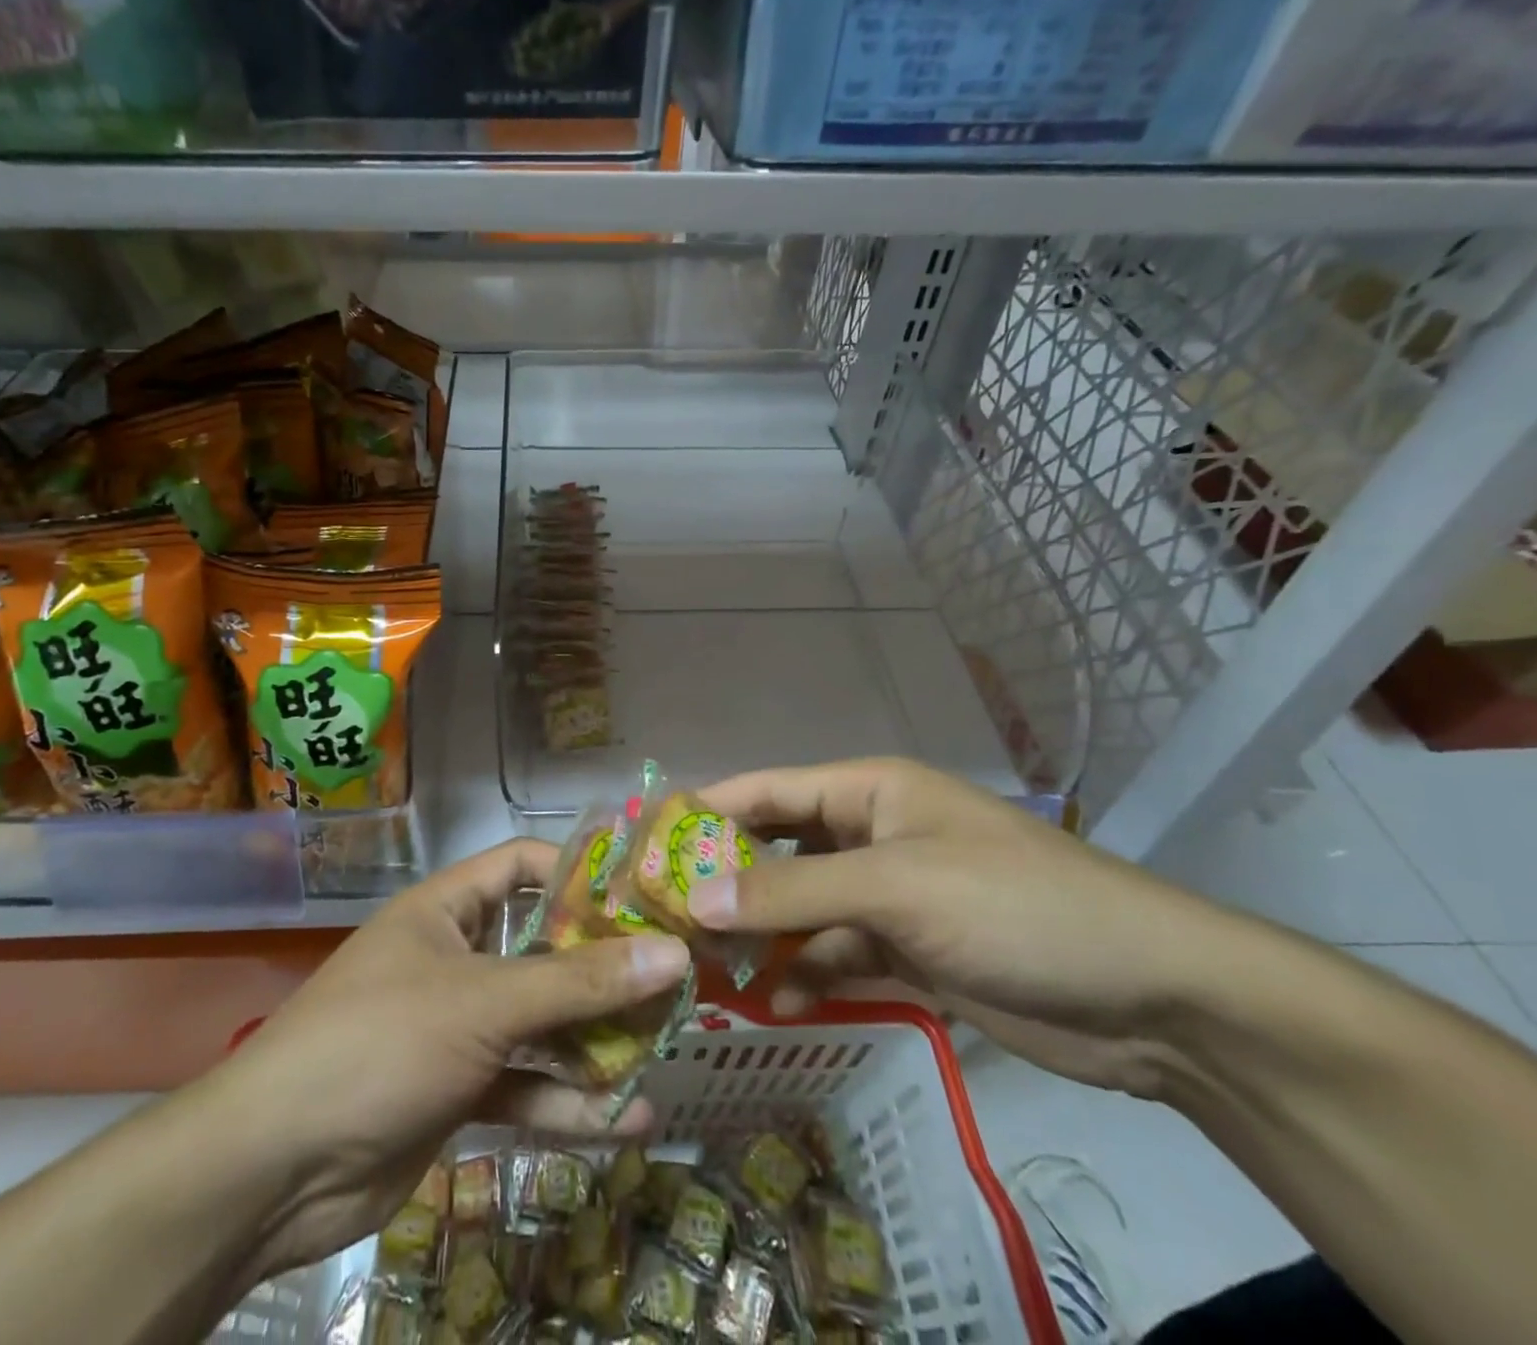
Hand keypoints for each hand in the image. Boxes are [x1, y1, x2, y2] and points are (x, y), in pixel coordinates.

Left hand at [206, 837, 689, 1279]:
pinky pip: (524, 1085)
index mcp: (447, 909)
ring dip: (595, 1039)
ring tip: (663, 1047)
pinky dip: (568, 1100)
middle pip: (542, 949)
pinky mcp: (458, 1091)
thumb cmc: (381, 1043)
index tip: (642, 894)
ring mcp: (457, 1027)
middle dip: (603, 967)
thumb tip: (670, 954)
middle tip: (672, 979)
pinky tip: (627, 1121)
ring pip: (540, 1023)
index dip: (579, 872)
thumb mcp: (484, 1002)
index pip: (521, 865)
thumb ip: (578, 982)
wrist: (274, 1170)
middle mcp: (455, 958)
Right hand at [689, 759, 1247, 1098]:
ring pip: (800, 908)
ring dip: (758, 935)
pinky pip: (835, 955)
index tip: (641, 847)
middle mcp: (869, 834)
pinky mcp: (909, 951)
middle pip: (776, 850)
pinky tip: (773, 1004)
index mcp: (866, 791)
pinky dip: (804, 975)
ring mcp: (889, 895)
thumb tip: (694, 898)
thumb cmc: (1016, 907)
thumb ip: (792, 893)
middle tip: (661, 920)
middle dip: (723, 882)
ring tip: (700, 970)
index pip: (764, 791)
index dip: (704, 815)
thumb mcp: (896, 888)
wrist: (1155, 997)